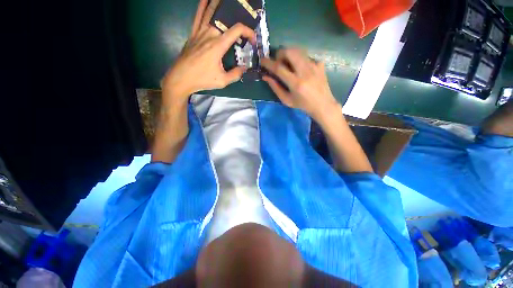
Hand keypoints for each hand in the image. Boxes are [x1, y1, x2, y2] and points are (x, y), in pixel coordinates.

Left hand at [161, 0, 255, 103]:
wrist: (181, 77)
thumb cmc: (203, 79)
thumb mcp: (222, 81)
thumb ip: (235, 74)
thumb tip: (244, 68)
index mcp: (218, 45)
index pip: (237, 30)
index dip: (248, 32)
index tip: (252, 40)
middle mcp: (210, 34)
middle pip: (225, 18)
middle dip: (237, 19)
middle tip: (243, 27)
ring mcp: (200, 31)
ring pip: (211, 12)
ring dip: (221, 6)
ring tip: (229, 4)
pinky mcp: (193, 33)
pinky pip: (198, 16)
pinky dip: (203, 6)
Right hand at [261, 49, 339, 120]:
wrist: (323, 104)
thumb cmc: (302, 105)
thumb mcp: (287, 100)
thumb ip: (275, 88)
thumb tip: (265, 76)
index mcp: (296, 83)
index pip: (279, 68)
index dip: (268, 63)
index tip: (262, 61)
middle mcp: (305, 71)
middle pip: (290, 51)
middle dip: (280, 53)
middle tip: (278, 62)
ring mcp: (314, 65)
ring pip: (298, 50)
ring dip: (289, 54)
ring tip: (288, 64)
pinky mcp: (319, 63)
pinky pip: (306, 56)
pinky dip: (299, 60)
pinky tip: (301, 69)